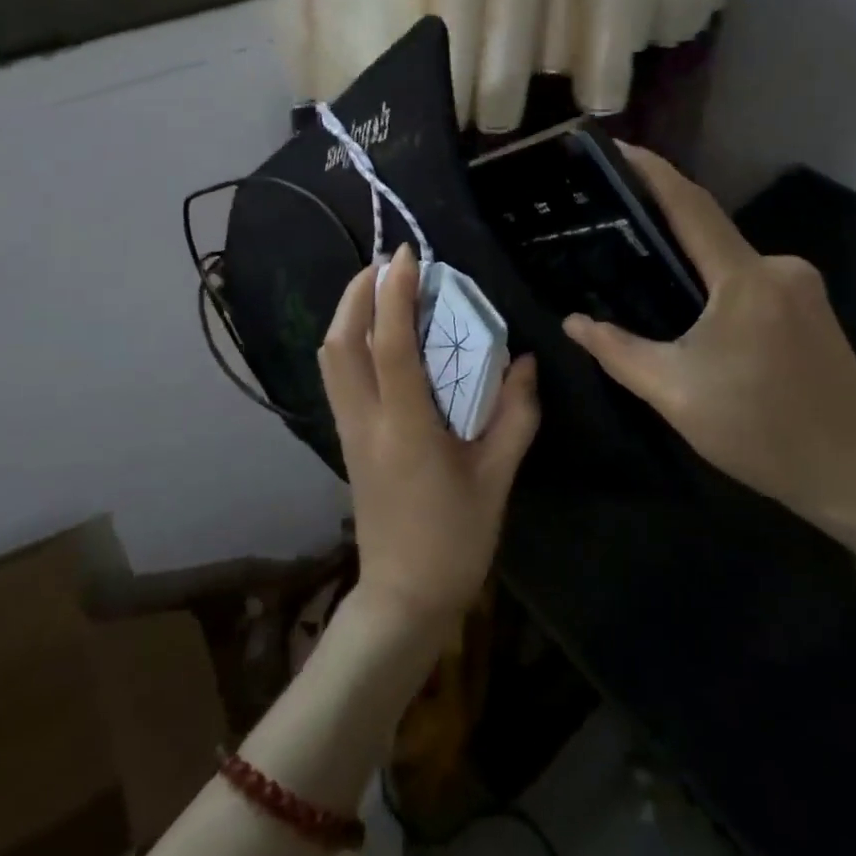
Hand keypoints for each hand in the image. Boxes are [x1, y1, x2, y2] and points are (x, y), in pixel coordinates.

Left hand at [318, 245, 540, 636]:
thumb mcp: (497, 478)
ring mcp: (349, 431)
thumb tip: (525, 361)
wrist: (403, 600)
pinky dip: (350, 340)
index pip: (389, 345)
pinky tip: (380, 335)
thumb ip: (516, 414)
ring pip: (330, 358)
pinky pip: (338, 376)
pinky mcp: (348, 440)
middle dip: (356, 293)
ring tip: (381, 289)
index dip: (395, 294)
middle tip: (387, 264)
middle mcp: (366, 421)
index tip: (407, 256)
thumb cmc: (455, 540)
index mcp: (405, 428)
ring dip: (348, 313)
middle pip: (340, 343)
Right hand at [564, 148, 855, 561]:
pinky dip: (718, 282)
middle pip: (710, 230)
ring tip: (646, 271)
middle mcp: (778, 267)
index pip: (691, 206)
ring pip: (730, 258)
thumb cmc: (762, 432)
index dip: (653, 171)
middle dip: (663, 221)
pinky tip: (696, 309)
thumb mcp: (676, 394)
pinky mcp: (813, 307)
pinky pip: (752, 278)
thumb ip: (619, 352)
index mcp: (745, 279)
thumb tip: (572, 322)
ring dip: (692, 259)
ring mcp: (802, 285)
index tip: (618, 146)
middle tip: (615, 222)